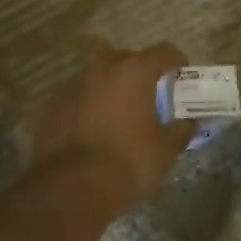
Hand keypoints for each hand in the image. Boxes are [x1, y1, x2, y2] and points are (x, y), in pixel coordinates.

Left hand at [28, 39, 193, 215]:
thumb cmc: (128, 163)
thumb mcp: (165, 150)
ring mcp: (72, 85)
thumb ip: (181, 130)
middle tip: (149, 96)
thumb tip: (190, 121)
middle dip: (139, 72)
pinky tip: (93, 130)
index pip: (163, 51)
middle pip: (126, 58)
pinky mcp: (51, 106)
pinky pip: (77, 98)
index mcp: (134, 71)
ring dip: (110, 89)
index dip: (176, 62)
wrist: (70, 189)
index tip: (181, 77)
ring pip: (97, 77)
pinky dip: (87, 106)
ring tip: (118, 114)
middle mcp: (102, 68)